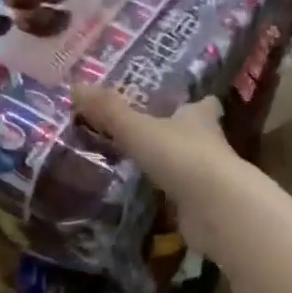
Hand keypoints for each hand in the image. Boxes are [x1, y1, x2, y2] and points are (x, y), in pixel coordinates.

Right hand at [69, 88, 253, 252]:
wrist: (215, 208)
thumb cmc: (181, 156)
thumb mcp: (138, 129)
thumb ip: (109, 111)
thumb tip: (76, 84)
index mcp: (199, 117)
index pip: (204, 104)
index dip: (196, 103)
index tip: (183, 102)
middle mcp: (210, 143)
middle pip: (197, 134)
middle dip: (178, 134)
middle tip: (150, 134)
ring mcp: (209, 177)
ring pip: (190, 166)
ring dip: (173, 166)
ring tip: (143, 166)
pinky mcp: (204, 206)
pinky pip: (183, 197)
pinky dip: (169, 197)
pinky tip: (149, 199)